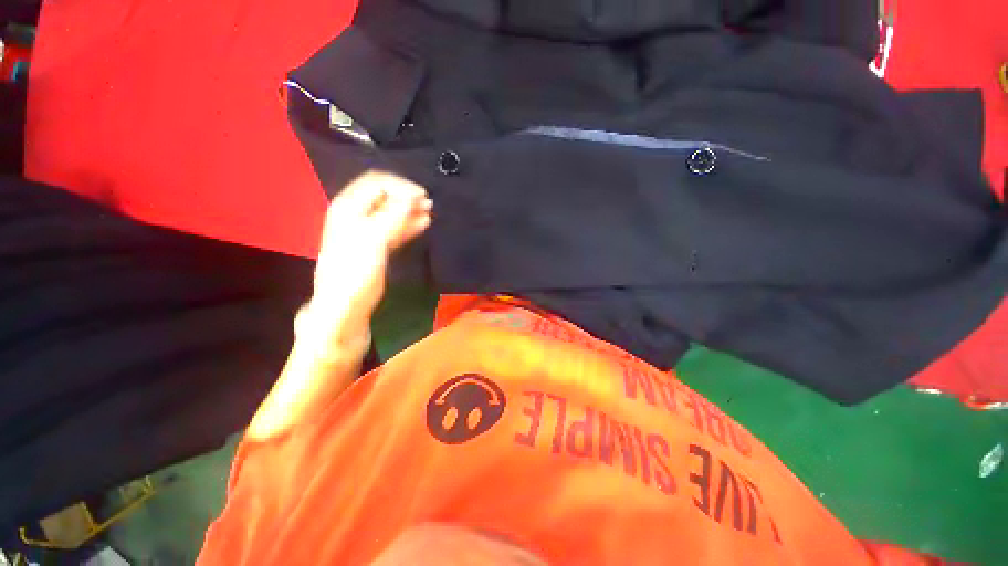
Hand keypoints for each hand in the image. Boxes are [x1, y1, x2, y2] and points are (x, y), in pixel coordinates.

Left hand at [307, 171, 431, 343]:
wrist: (346, 308)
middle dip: (406, 196)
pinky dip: (408, 225)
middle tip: (428, 202)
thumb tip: (412, 196)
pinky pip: (394, 229)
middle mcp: (356, 216)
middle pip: (384, 196)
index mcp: (348, 208)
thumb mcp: (373, 240)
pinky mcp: (376, 247)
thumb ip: (393, 216)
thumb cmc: (355, 273)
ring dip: (409, 210)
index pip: (376, 183)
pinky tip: (422, 224)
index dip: (400, 186)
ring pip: (391, 213)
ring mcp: (366, 232)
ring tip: (429, 211)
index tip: (422, 195)